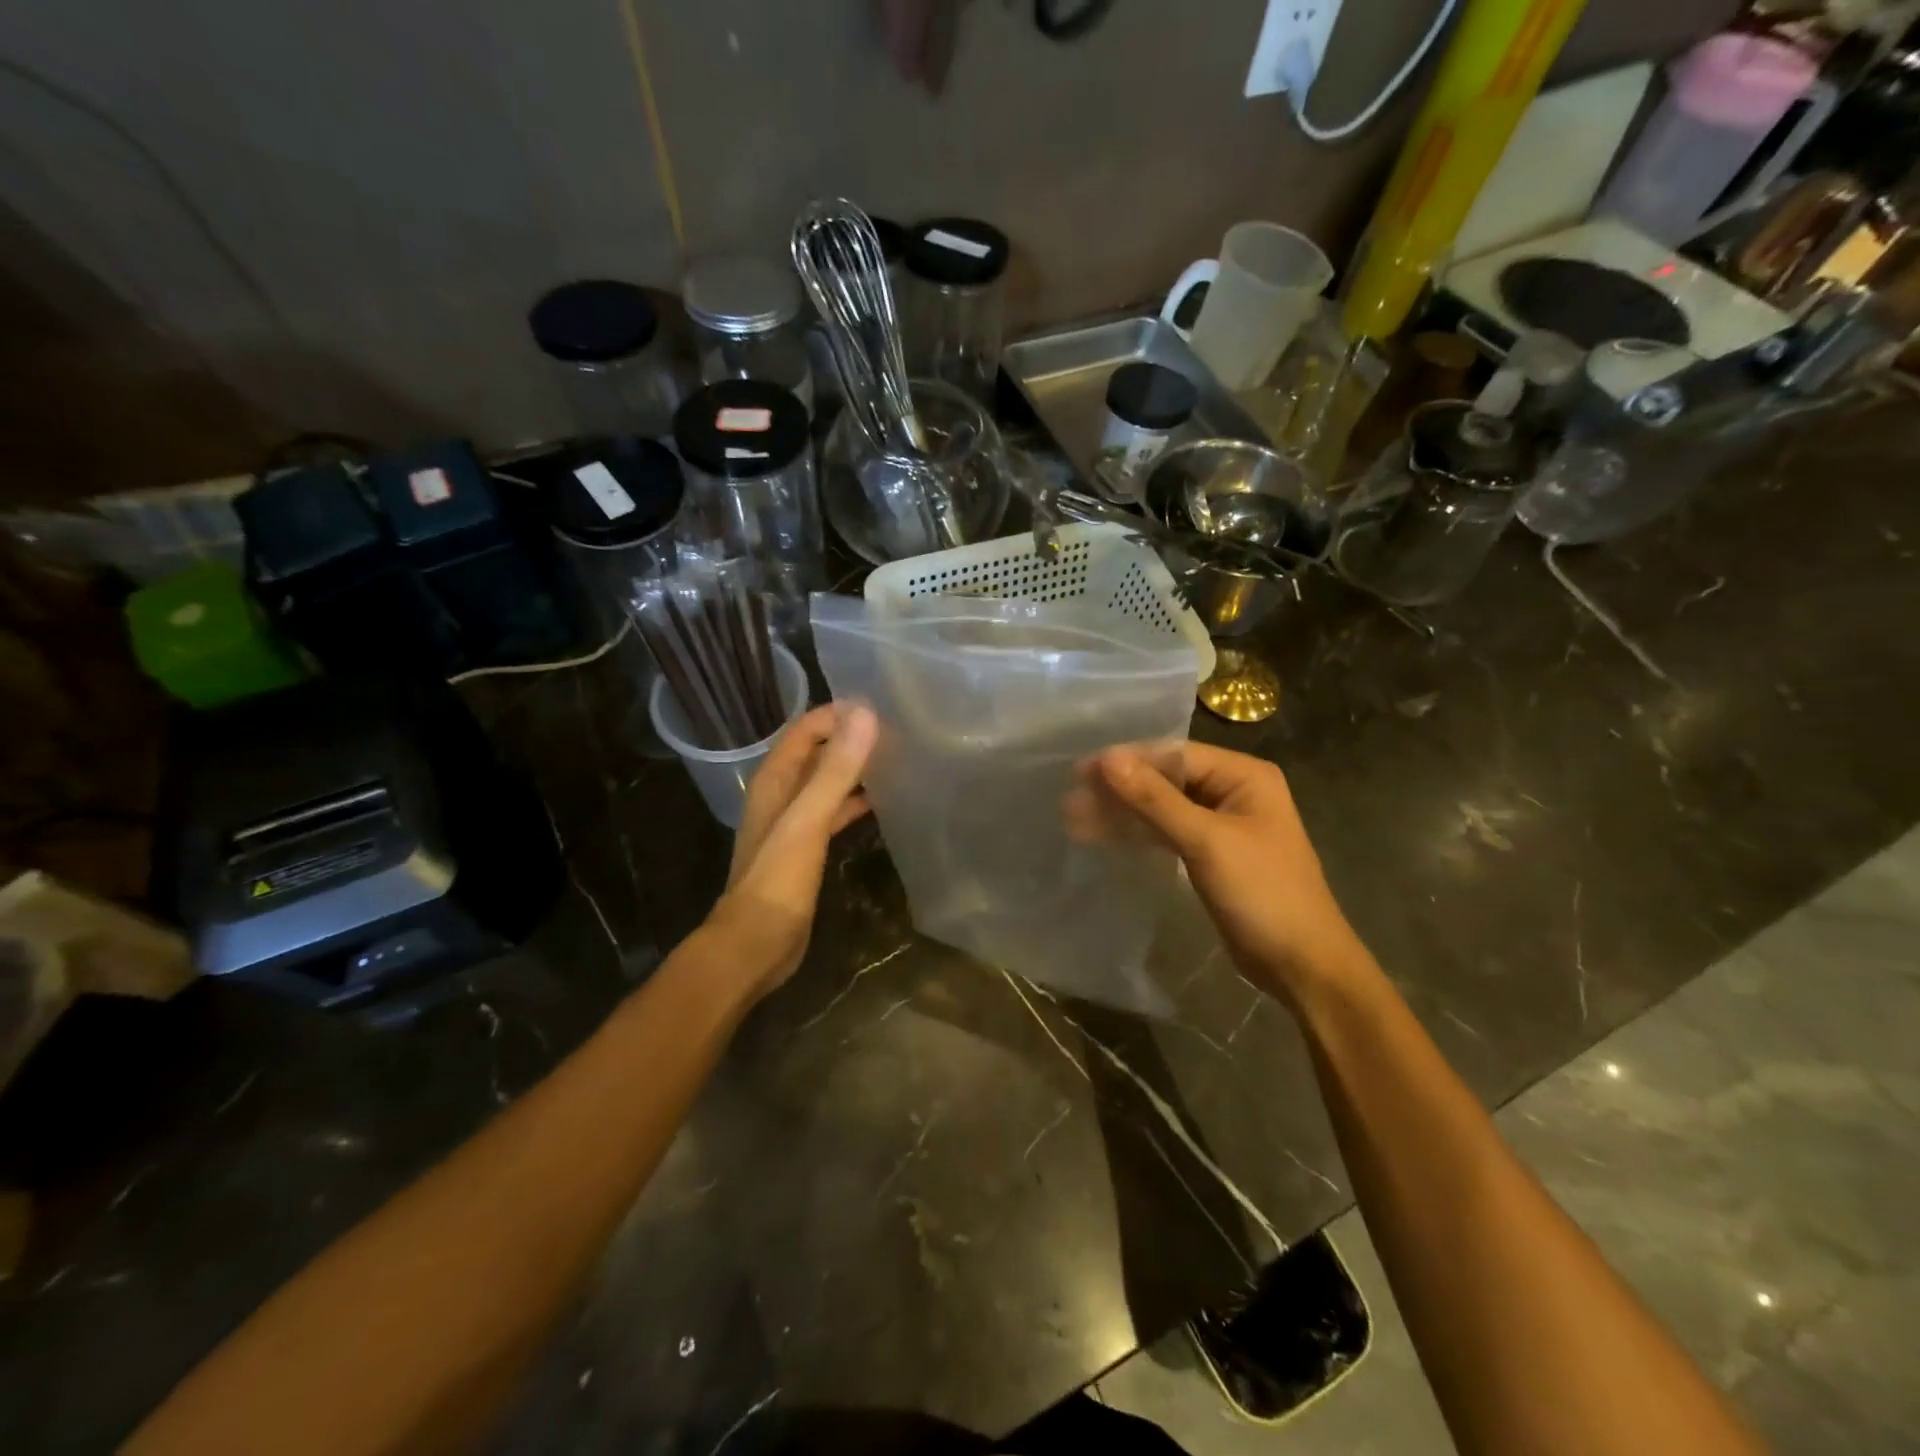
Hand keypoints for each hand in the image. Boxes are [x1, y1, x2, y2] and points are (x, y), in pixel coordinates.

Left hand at [704, 704, 877, 999]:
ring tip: (895, 760)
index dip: (837, 715)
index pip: (805, 730)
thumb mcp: (808, 820)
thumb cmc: (778, 880)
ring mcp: (793, 824)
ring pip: (825, 783)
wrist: (755, 944)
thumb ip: (836, 770)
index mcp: (774, 781)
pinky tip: (880, 804)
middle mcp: (781, 795)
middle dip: (849, 739)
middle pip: (816, 753)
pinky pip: (832, 813)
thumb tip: (865, 715)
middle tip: (896, 732)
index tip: (880, 708)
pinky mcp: (805, 850)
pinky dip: (852, 803)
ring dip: (853, 770)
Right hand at [1090, 742, 1363, 1001]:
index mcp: (1243, 776)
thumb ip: (1155, 798)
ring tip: (1073, 819)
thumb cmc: (1262, 892)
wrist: (1301, 964)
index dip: (1126, 761)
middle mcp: (1233, 792)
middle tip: (1070, 799)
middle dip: (1119, 789)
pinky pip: (1167, 834)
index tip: (1080, 771)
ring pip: (1161, 809)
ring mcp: (1221, 826)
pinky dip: (1137, 835)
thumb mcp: (1206, 841)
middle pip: (1165, 780)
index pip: (1174, 755)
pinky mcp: (1210, 856)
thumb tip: (1108, 758)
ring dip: (1122, 813)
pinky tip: (1103, 837)